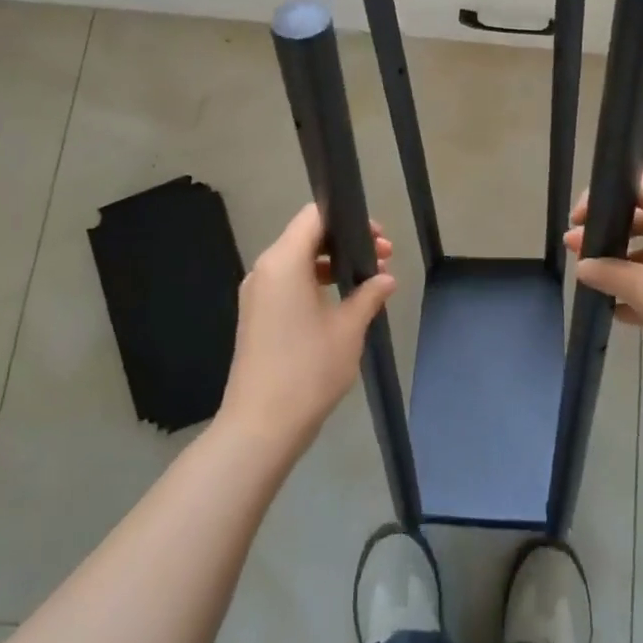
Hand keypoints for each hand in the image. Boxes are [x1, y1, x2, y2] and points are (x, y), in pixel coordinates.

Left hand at [219, 204, 396, 458]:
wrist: (260, 427)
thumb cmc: (308, 370)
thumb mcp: (348, 329)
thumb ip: (369, 296)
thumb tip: (385, 279)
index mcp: (283, 261)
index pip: (314, 215)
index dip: (348, 219)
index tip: (378, 238)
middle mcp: (265, 269)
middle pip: (307, 236)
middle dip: (346, 242)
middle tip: (384, 259)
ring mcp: (257, 294)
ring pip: (298, 261)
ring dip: (333, 264)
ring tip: (369, 283)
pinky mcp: (256, 316)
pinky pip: (288, 283)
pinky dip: (316, 283)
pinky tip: (343, 304)